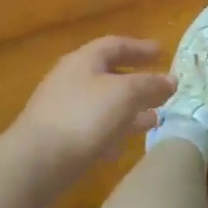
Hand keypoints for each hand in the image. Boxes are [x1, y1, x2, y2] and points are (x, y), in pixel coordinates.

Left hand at [9, 36, 175, 188]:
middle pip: (109, 74)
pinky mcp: (58, 138)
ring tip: (153, 120)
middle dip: (137, 81)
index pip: (116, 45)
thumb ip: (150, 84)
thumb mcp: (125, 94)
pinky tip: (124, 146)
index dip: (141, 48)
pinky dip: (112, 131)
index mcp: (84, 60)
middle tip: (161, 89)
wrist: (35, 163)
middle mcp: (71, 79)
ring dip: (129, 109)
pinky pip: (92, 128)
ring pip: (103, 103)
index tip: (163, 53)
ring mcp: (62, 109)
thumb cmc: (84, 117)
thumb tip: (171, 79)